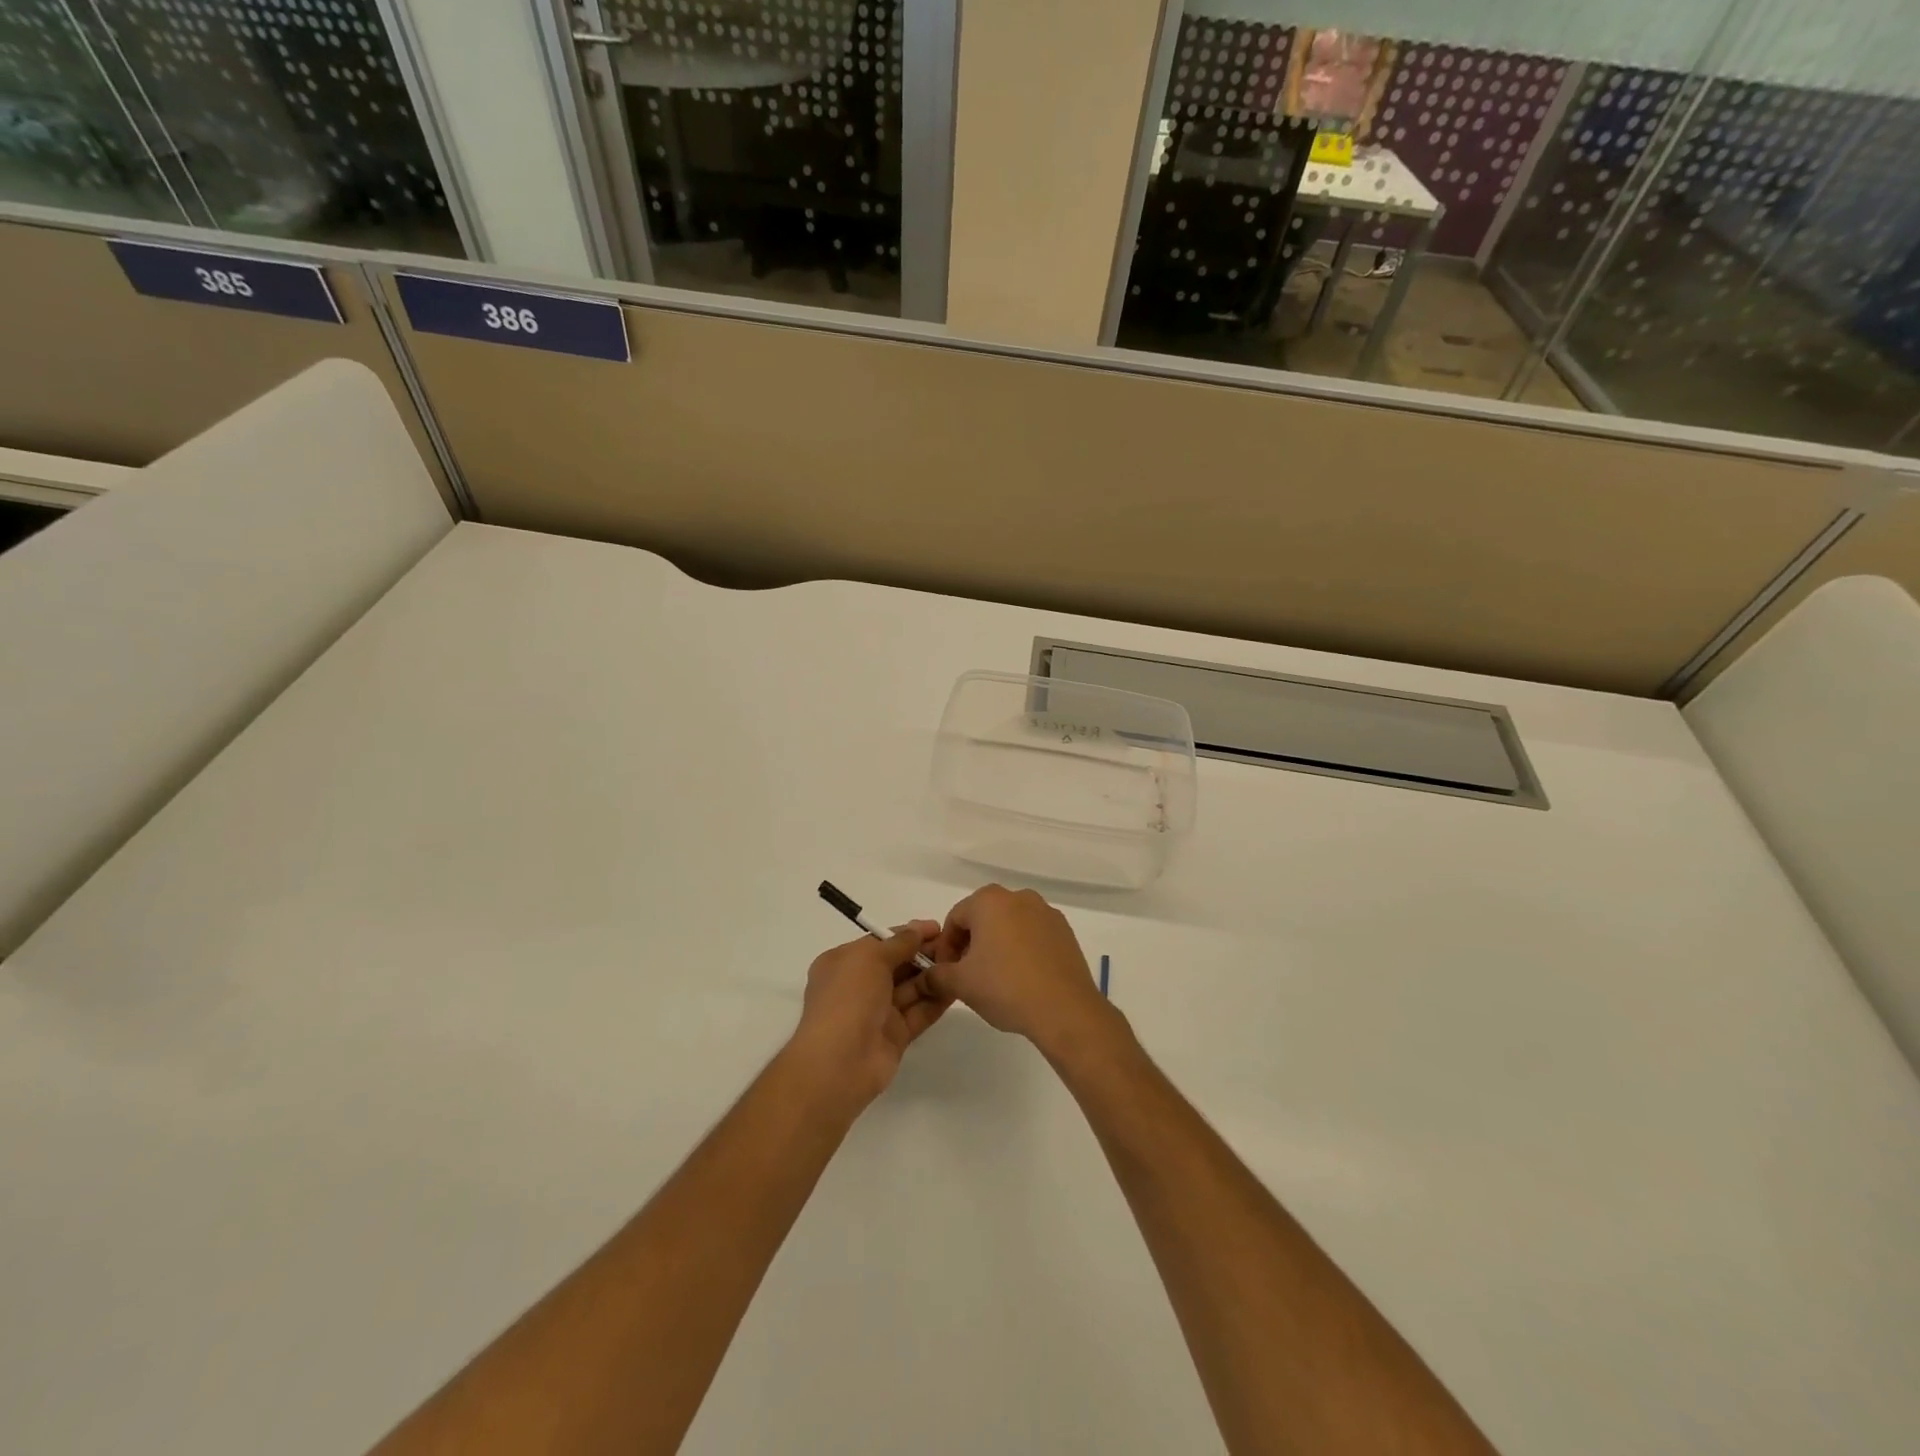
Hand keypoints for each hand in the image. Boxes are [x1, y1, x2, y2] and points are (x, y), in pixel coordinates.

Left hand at [792, 922, 951, 1109]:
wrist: (839, 1062)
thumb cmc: (848, 998)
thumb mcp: (870, 958)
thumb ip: (898, 943)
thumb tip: (917, 931)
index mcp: (844, 963)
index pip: (880, 942)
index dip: (908, 933)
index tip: (937, 927)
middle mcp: (859, 986)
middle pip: (897, 964)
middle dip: (924, 953)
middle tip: (955, 945)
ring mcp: (877, 1012)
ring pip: (910, 988)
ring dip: (933, 975)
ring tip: (962, 962)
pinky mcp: (895, 1035)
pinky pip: (919, 1012)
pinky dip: (936, 1000)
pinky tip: (957, 987)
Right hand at [926, 886, 1114, 1056]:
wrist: (1065, 1009)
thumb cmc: (1006, 987)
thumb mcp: (961, 984)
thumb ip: (937, 976)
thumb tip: (925, 977)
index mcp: (989, 901)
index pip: (955, 918)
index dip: (945, 947)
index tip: (946, 973)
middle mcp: (1018, 897)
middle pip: (983, 918)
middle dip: (971, 944)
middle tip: (968, 976)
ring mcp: (1045, 912)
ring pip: (1009, 925)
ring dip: (997, 946)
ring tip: (996, 979)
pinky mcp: (1065, 931)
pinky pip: (1033, 935)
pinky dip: (1022, 950)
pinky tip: (1022, 978)